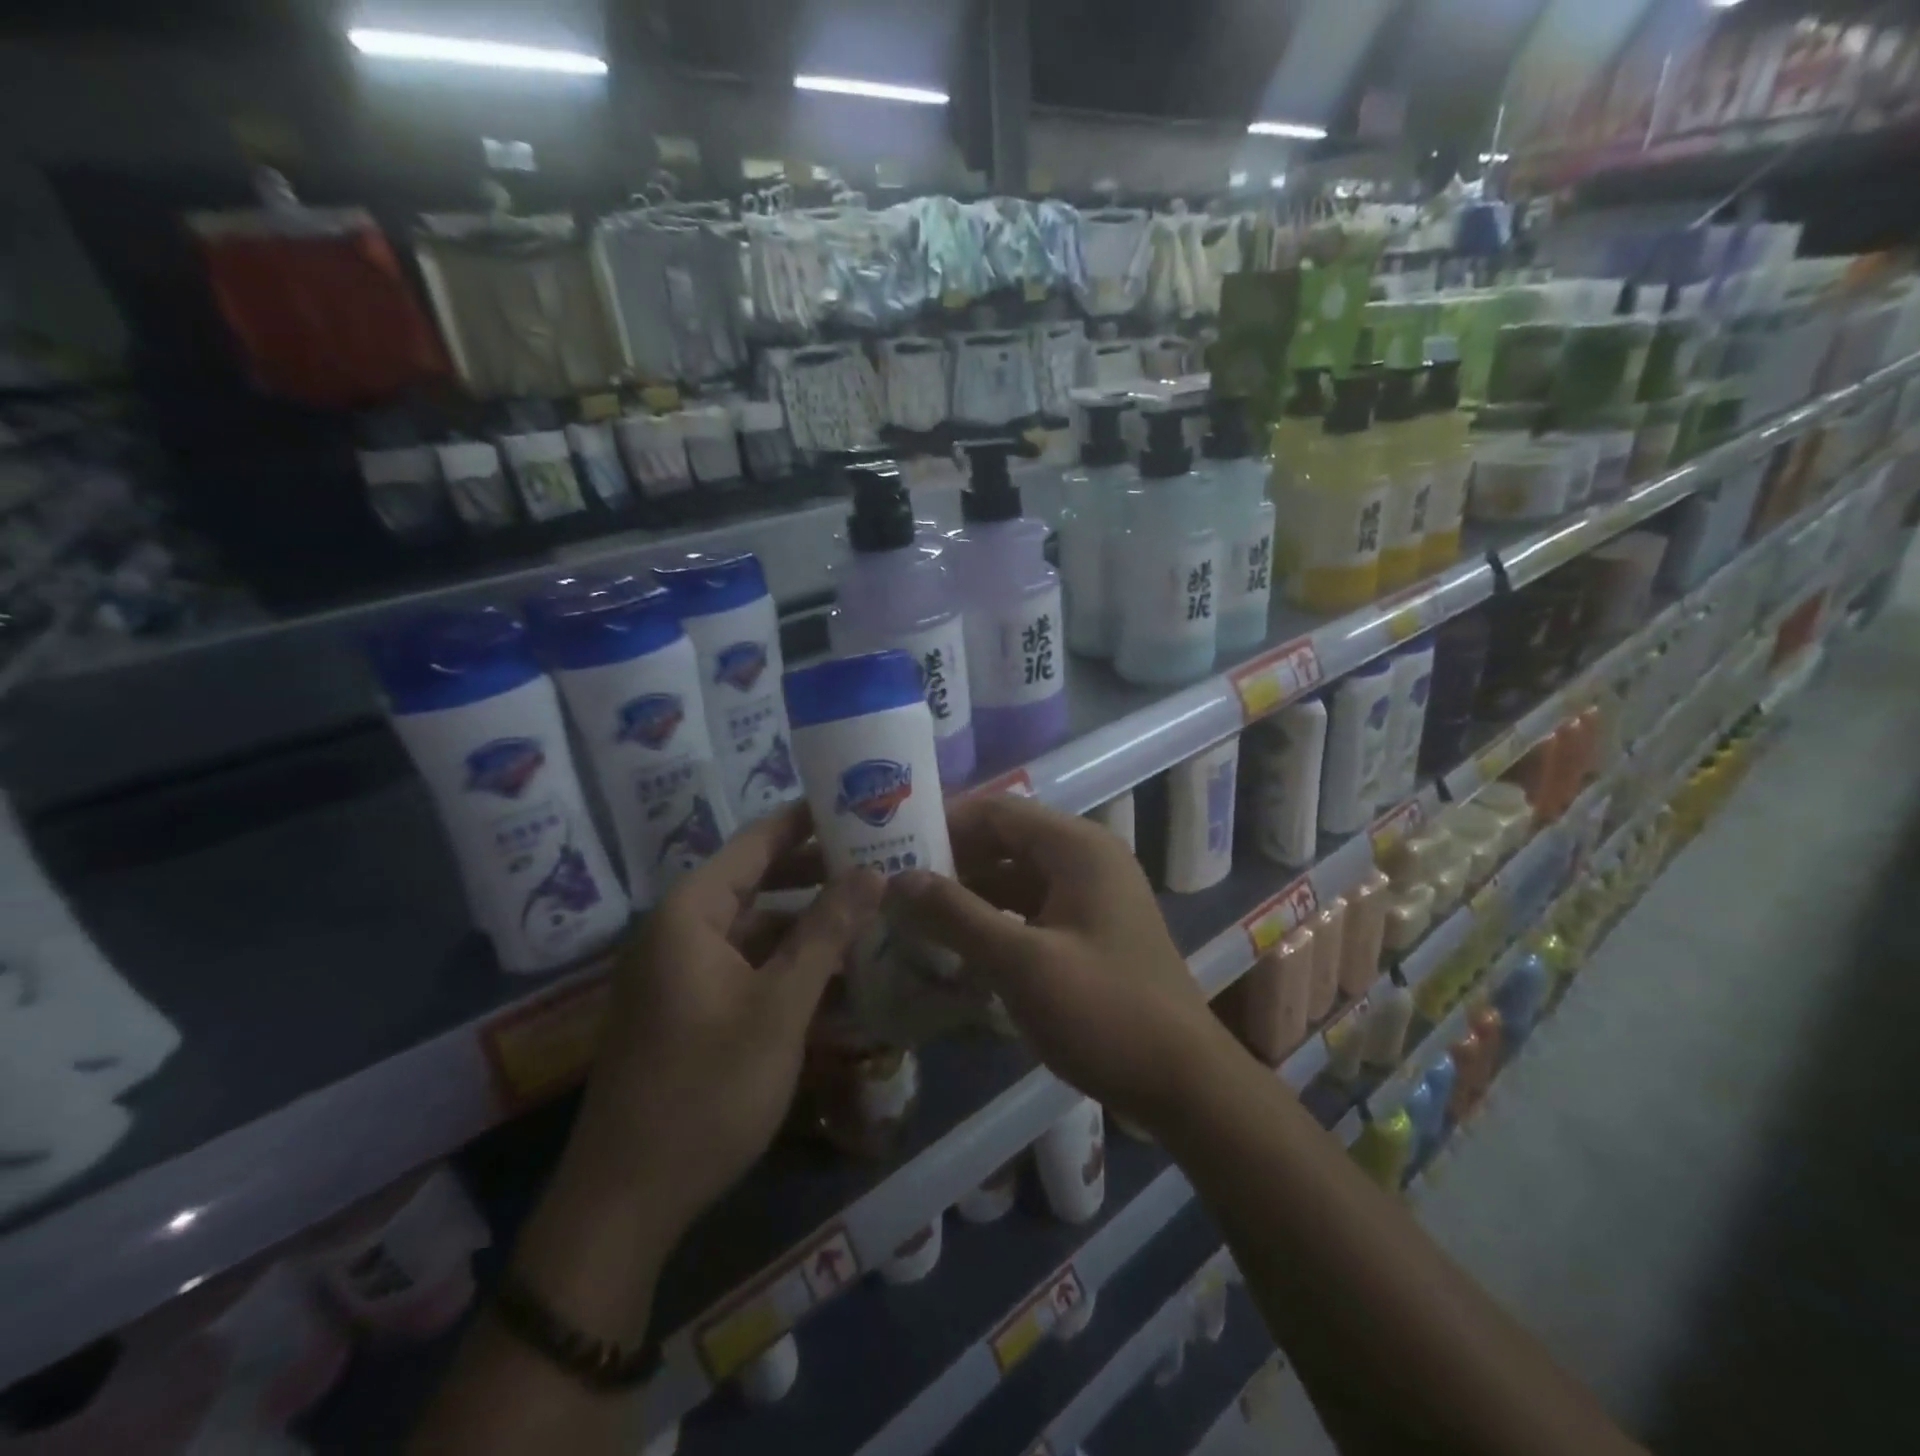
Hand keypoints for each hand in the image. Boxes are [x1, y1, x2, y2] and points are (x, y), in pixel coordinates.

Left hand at [574, 804, 884, 1242]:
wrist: (626, 1203)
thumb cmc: (706, 1090)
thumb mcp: (779, 1006)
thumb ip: (826, 932)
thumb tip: (872, 872)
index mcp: (689, 913)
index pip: (756, 842)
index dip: (807, 820)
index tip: (858, 803)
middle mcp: (679, 930)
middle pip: (756, 880)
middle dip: (816, 871)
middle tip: (879, 858)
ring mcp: (680, 971)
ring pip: (754, 926)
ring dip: (807, 921)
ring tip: (870, 912)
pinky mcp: (688, 1007)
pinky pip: (745, 964)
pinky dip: (787, 962)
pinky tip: (837, 972)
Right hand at [888, 795, 1234, 1133]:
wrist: (1183, 1082)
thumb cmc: (1105, 1012)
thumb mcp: (1021, 963)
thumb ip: (955, 915)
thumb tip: (894, 880)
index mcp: (1076, 847)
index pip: (996, 811)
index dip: (944, 825)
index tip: (893, 849)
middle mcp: (1086, 858)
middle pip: (1005, 841)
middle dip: (952, 862)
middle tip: (895, 888)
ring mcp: (1091, 895)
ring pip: (1015, 878)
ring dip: (970, 894)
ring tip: (914, 917)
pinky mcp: (1090, 930)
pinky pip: (1031, 909)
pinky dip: (995, 921)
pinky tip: (958, 948)